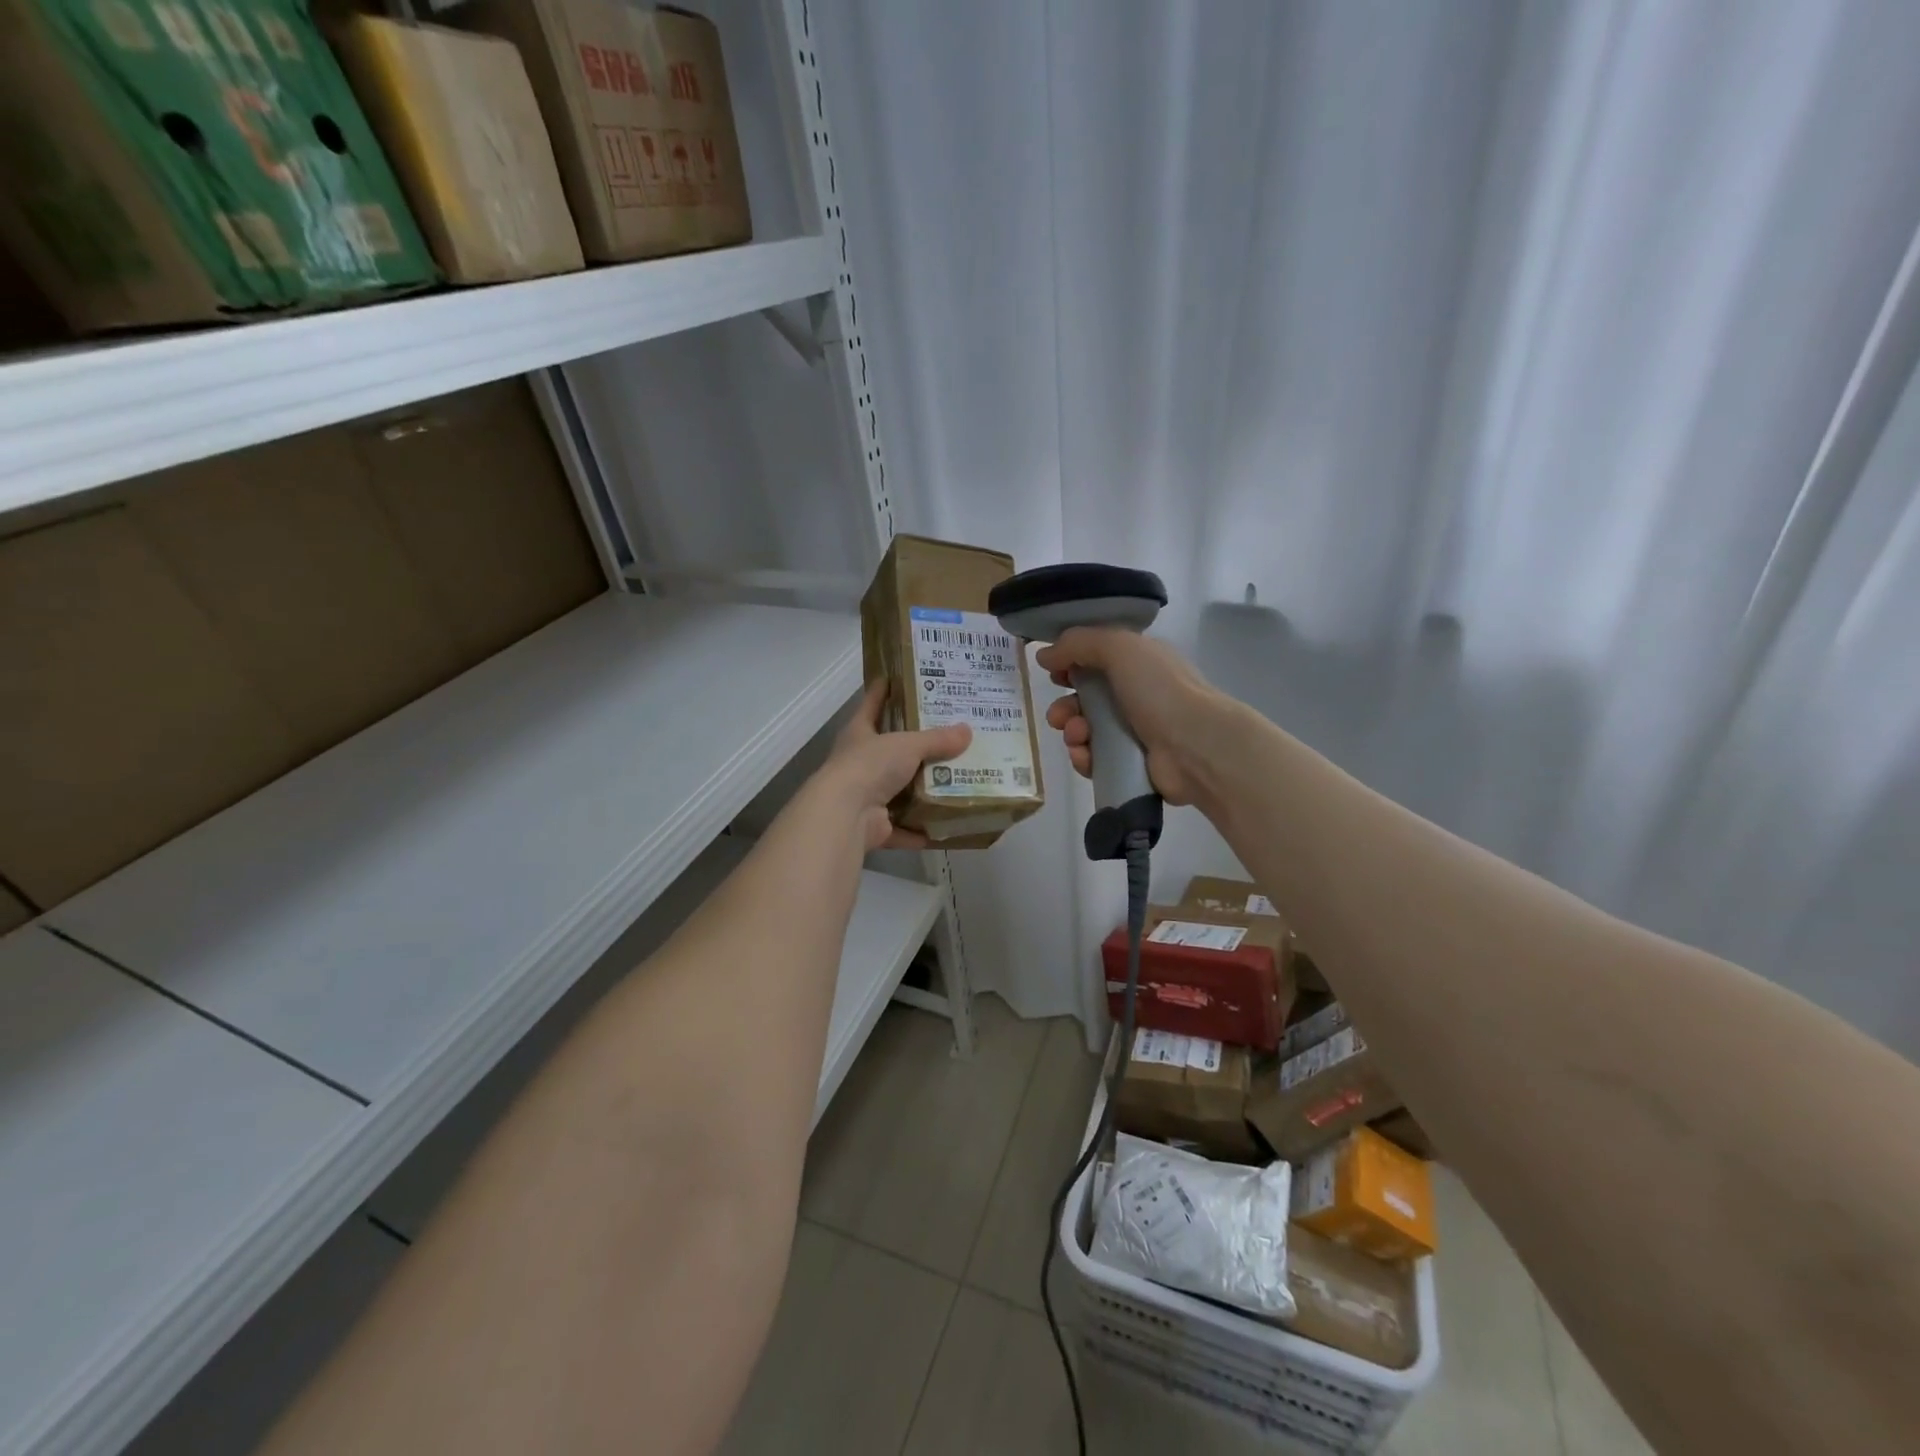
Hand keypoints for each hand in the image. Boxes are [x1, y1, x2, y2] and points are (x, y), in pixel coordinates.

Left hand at [813, 683, 971, 849]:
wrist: (845, 814)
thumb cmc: (870, 765)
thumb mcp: (907, 745)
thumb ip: (937, 740)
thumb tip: (967, 731)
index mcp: (860, 733)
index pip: (872, 704)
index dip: (883, 690)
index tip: (896, 677)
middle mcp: (860, 762)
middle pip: (890, 750)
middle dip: (915, 747)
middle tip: (948, 736)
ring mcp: (865, 796)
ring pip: (897, 791)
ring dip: (920, 791)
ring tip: (953, 783)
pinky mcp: (873, 826)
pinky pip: (901, 827)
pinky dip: (918, 831)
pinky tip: (942, 828)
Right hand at [1038, 628, 1221, 806]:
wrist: (1196, 746)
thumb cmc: (1160, 690)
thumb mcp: (1119, 648)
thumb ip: (1078, 643)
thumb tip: (1044, 655)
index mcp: (1140, 663)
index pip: (1097, 660)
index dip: (1071, 665)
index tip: (1054, 673)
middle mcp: (1138, 695)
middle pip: (1087, 699)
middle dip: (1066, 706)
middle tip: (1059, 716)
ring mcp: (1136, 732)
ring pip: (1088, 731)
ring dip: (1073, 732)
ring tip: (1078, 736)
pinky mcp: (1132, 765)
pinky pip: (1096, 759)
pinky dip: (1085, 758)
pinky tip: (1086, 756)